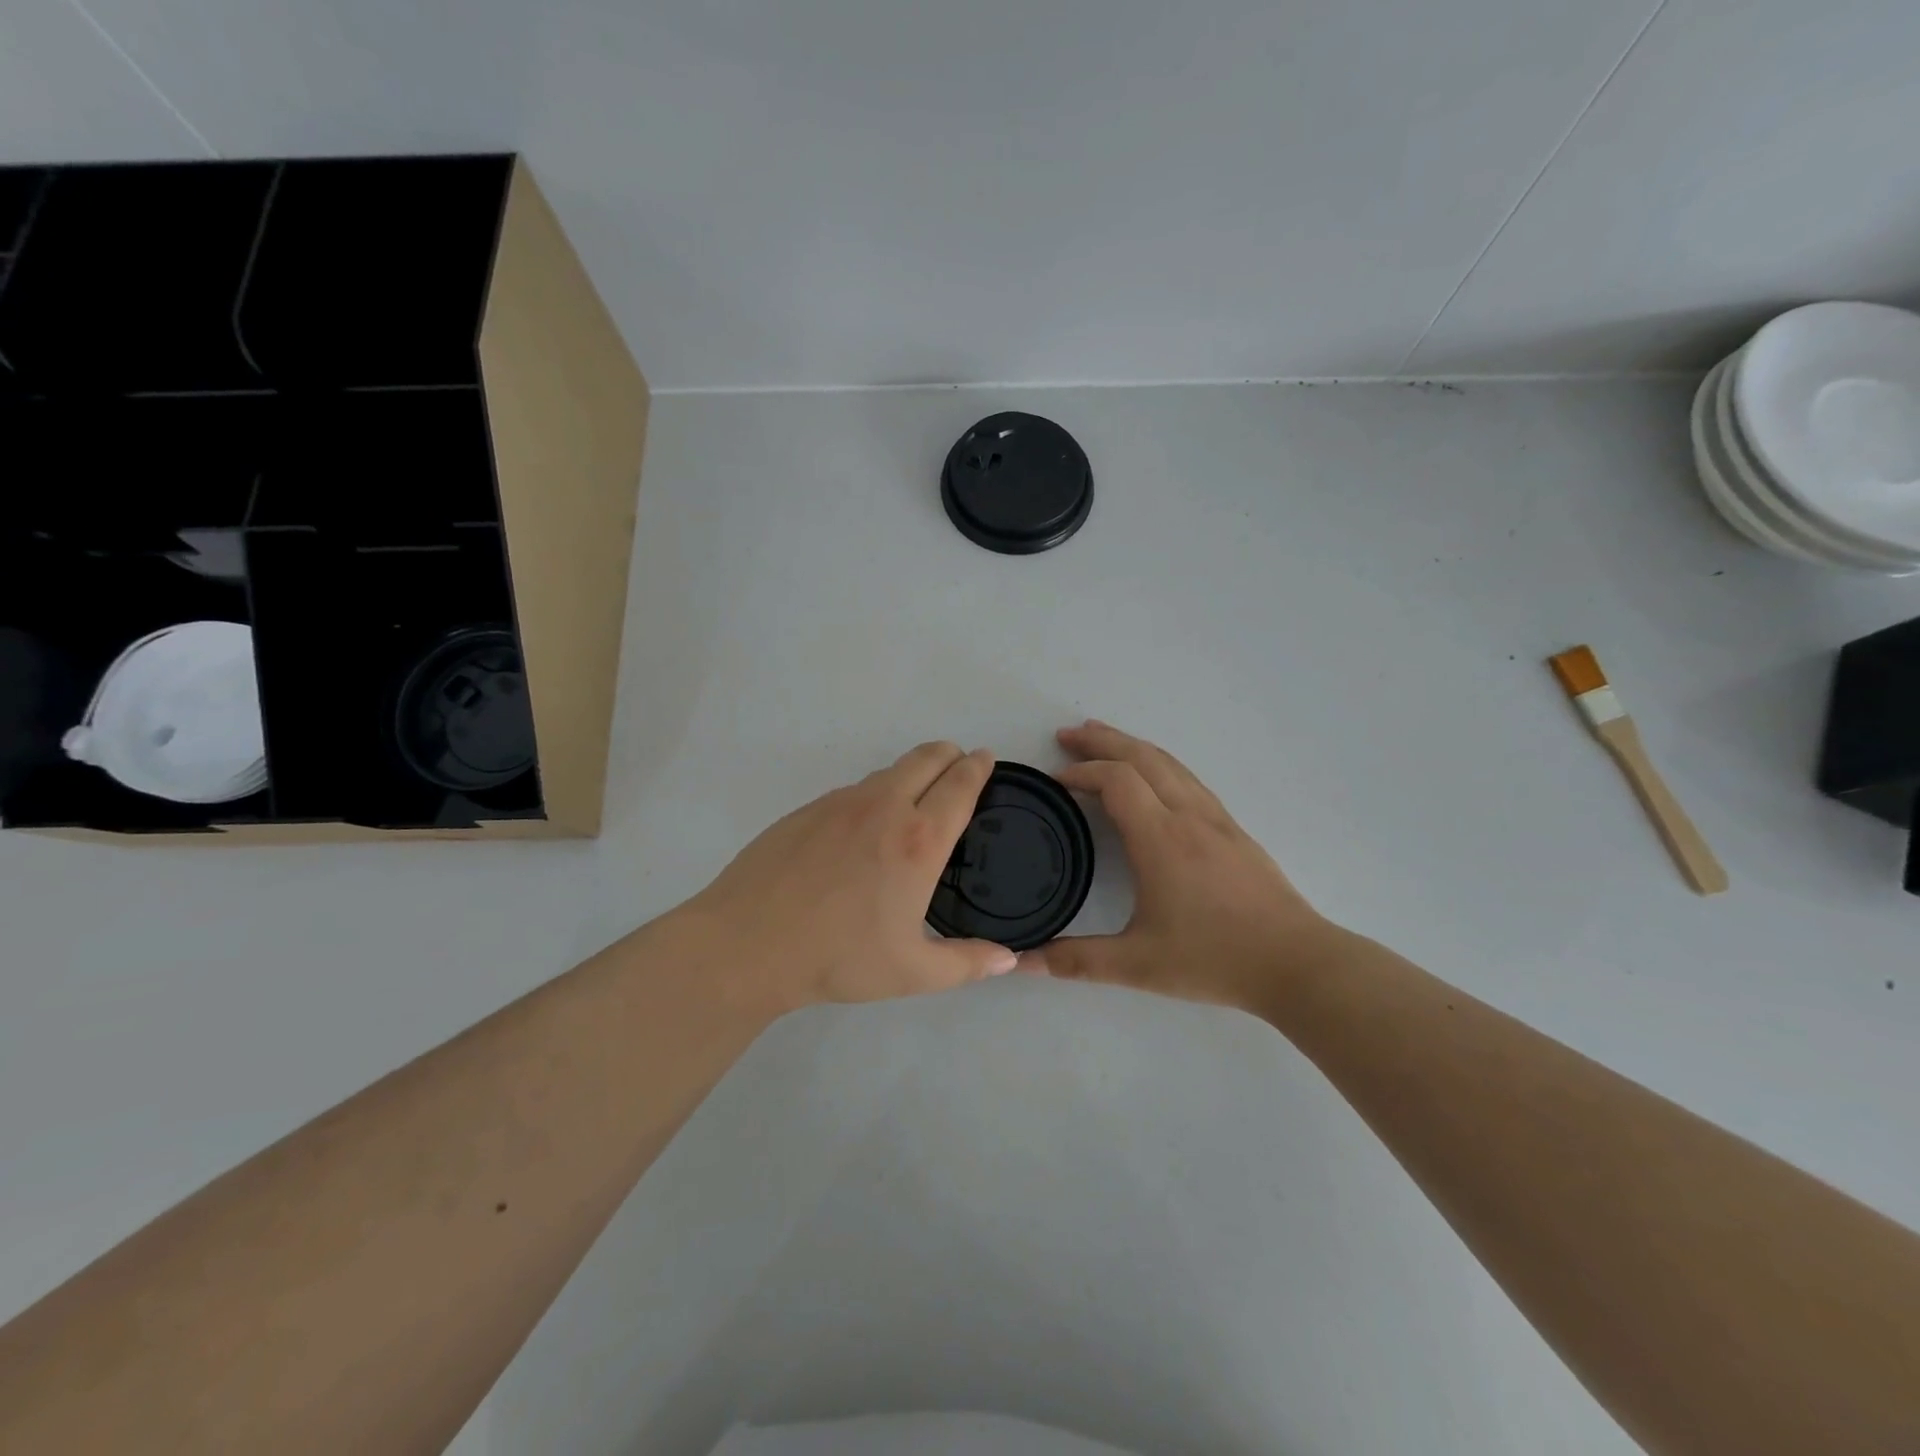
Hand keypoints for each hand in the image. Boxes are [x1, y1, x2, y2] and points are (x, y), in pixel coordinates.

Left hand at [681, 742, 1017, 1014]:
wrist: (748, 943)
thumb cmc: (837, 957)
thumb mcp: (912, 972)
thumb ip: (967, 963)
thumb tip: (1008, 959)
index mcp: (918, 840)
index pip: (960, 785)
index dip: (978, 767)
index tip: (986, 759)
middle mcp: (883, 807)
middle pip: (927, 756)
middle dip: (950, 755)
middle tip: (959, 768)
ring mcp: (841, 802)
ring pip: (889, 770)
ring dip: (912, 773)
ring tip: (915, 802)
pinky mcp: (808, 808)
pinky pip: (854, 789)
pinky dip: (874, 794)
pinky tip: (863, 831)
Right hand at [1027, 721, 1343, 1011]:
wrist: (1297, 962)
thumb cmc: (1215, 958)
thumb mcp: (1138, 965)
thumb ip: (1077, 961)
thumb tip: (1025, 961)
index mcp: (1161, 838)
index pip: (1116, 780)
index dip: (1081, 772)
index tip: (1055, 781)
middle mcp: (1188, 816)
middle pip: (1142, 756)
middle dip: (1101, 740)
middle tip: (1066, 736)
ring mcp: (1215, 818)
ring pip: (1169, 762)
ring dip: (1131, 745)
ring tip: (1103, 739)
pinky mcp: (1233, 829)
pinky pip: (1188, 778)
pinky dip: (1158, 763)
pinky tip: (1153, 777)